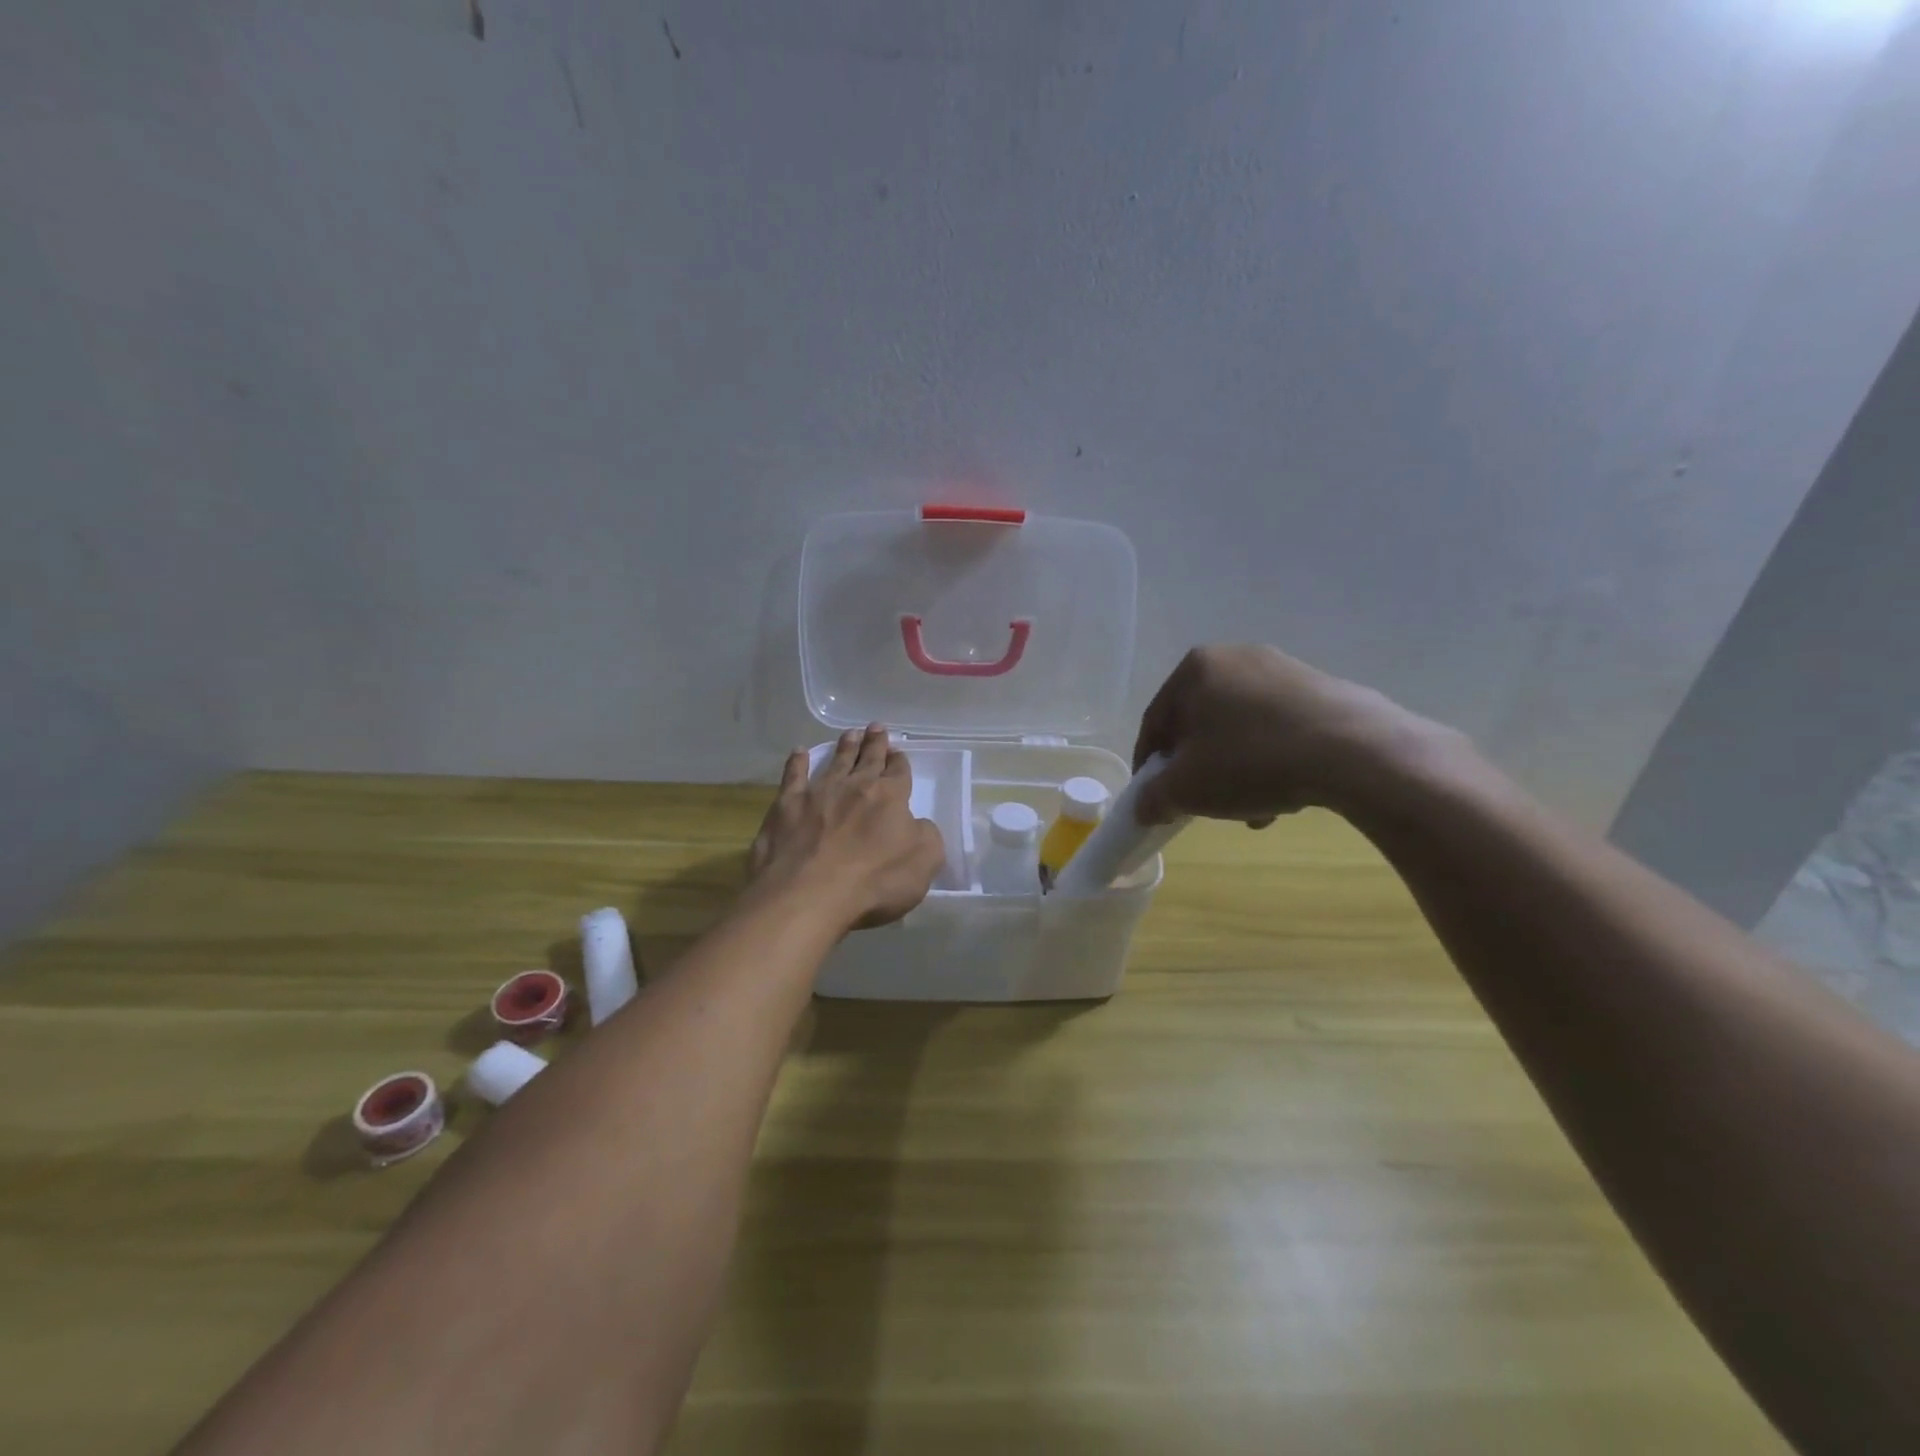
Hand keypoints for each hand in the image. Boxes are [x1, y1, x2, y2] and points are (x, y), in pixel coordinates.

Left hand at [747, 724, 946, 931]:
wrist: (809, 893)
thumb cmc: (873, 881)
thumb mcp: (924, 863)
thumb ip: (927, 837)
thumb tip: (918, 825)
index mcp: (890, 797)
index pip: (898, 772)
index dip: (900, 762)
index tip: (898, 752)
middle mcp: (855, 786)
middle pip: (868, 759)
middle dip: (875, 743)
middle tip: (877, 727)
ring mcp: (818, 793)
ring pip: (835, 761)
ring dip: (844, 746)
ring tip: (850, 733)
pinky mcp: (786, 806)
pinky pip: (793, 776)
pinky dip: (797, 762)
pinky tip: (798, 752)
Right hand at [1130, 645, 1456, 826]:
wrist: (1354, 751)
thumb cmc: (1251, 761)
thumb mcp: (1187, 788)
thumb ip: (1154, 797)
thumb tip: (1144, 807)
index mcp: (1194, 669)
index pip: (1156, 722)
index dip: (1149, 764)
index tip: (1154, 796)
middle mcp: (1234, 657)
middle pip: (1200, 724)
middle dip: (1198, 768)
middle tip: (1203, 803)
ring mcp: (1282, 668)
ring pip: (1239, 728)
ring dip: (1235, 769)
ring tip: (1251, 809)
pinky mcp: (1320, 687)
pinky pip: (1277, 727)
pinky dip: (1270, 758)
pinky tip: (1283, 794)